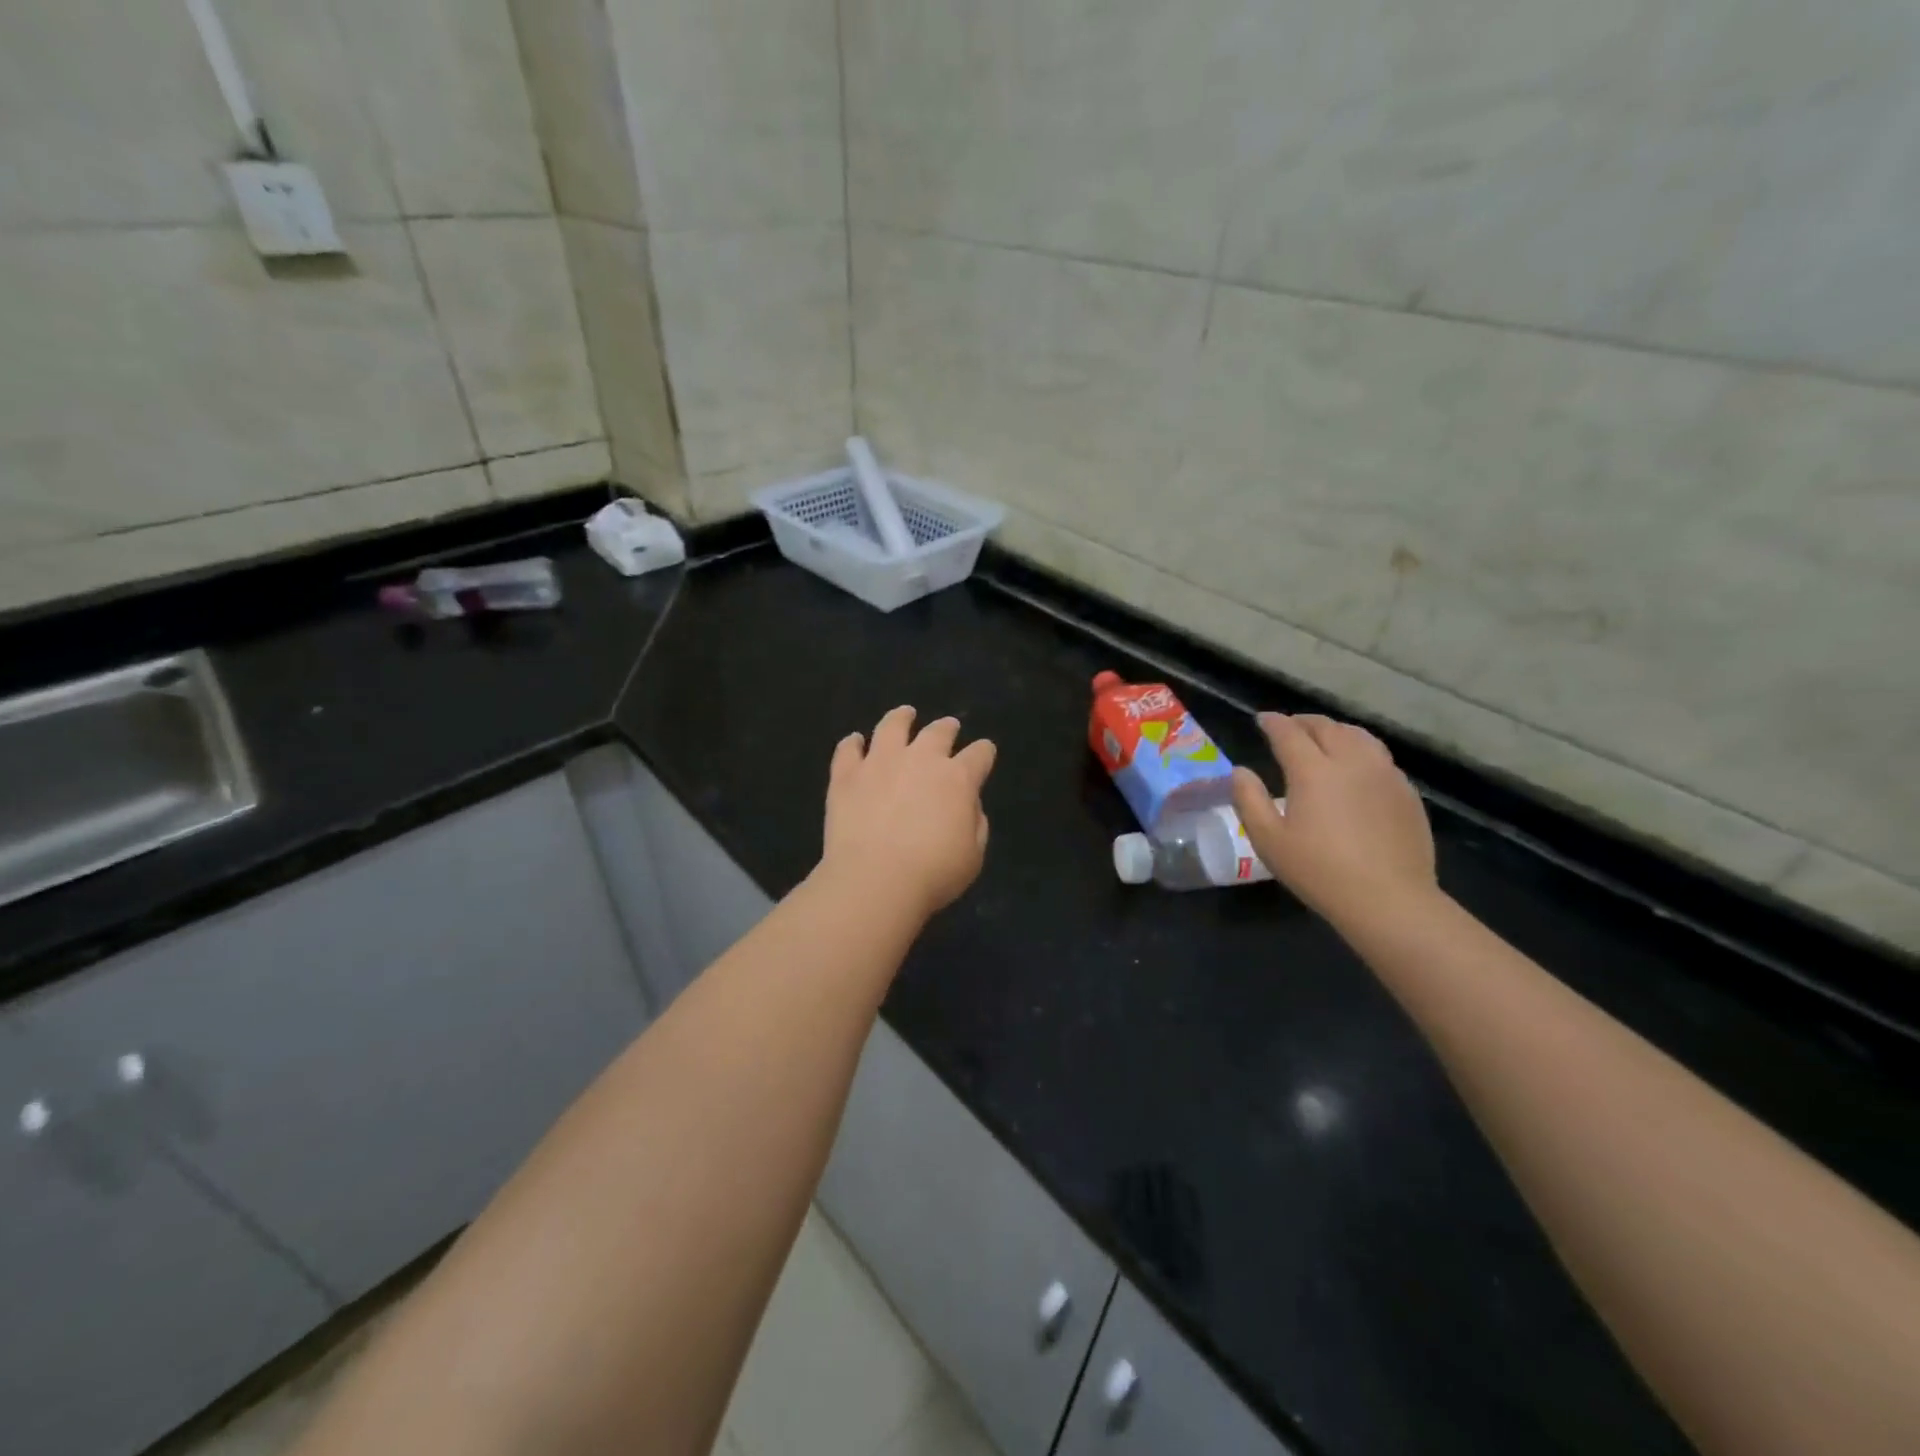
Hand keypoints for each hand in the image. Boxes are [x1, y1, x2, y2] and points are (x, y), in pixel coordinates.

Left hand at [819, 706, 997, 920]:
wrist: (874, 880)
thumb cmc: (933, 873)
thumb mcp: (973, 855)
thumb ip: (975, 824)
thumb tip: (967, 806)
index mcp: (958, 778)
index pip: (979, 754)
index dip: (984, 752)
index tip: (984, 752)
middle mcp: (920, 759)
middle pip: (938, 732)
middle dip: (947, 728)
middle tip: (949, 726)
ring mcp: (880, 763)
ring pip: (892, 727)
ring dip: (901, 717)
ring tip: (905, 714)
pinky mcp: (846, 775)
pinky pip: (848, 750)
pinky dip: (852, 743)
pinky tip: (854, 741)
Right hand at [1232, 713, 1436, 927]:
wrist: (1389, 899)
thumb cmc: (1319, 871)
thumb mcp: (1268, 840)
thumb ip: (1249, 800)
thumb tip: (1240, 771)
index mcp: (1313, 770)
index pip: (1289, 732)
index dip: (1273, 722)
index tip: (1262, 719)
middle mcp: (1351, 761)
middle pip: (1326, 727)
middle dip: (1304, 721)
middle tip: (1289, 726)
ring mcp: (1384, 774)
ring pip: (1358, 736)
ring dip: (1335, 730)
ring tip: (1324, 737)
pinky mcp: (1406, 792)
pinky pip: (1380, 757)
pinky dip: (1360, 750)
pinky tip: (1356, 767)